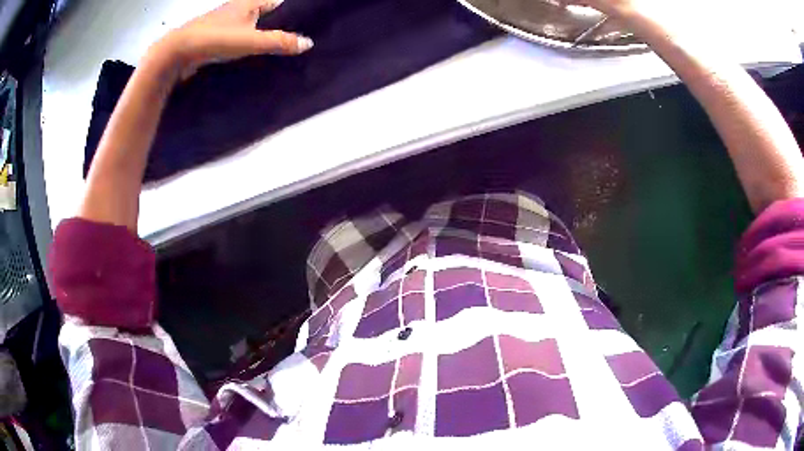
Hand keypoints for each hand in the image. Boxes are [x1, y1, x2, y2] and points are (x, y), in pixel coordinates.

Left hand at [155, 0, 312, 79]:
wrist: (175, 54)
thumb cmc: (214, 39)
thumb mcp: (250, 41)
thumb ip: (278, 42)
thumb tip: (308, 43)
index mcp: (246, 4)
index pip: (273, 1)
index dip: (286, 7)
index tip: (299, 19)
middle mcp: (233, 11)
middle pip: (258, 12)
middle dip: (272, 22)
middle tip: (288, 36)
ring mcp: (219, 25)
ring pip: (243, 26)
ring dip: (255, 34)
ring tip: (271, 49)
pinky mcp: (208, 40)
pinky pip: (231, 39)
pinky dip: (239, 45)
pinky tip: (244, 58)